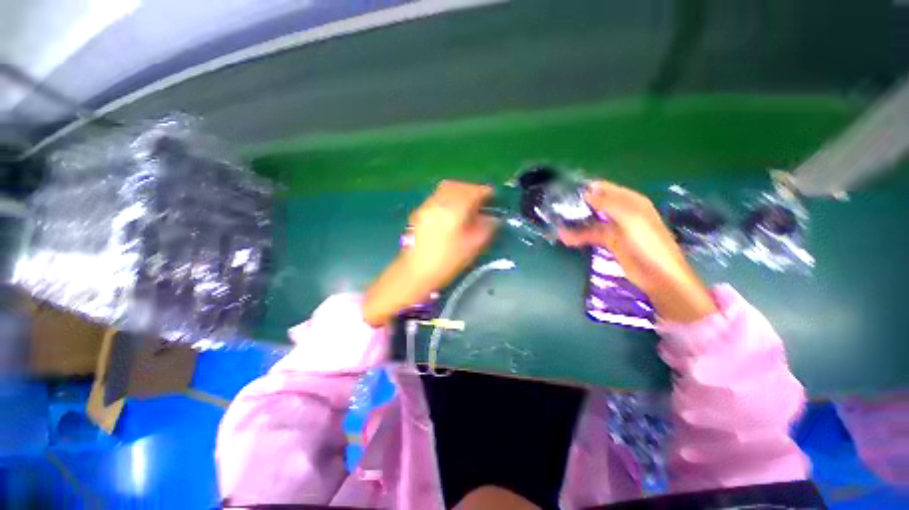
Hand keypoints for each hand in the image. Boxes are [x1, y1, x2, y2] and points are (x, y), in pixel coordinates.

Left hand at [363, 181, 497, 326]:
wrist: (415, 272)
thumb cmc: (447, 261)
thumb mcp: (473, 246)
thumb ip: (486, 228)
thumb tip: (493, 218)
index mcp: (454, 208)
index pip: (473, 191)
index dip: (486, 192)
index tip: (494, 197)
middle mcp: (439, 201)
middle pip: (458, 186)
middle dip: (472, 190)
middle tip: (481, 201)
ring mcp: (427, 205)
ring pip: (445, 189)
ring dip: (459, 192)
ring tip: (467, 205)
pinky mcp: (419, 212)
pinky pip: (437, 197)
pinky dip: (448, 198)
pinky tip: (451, 211)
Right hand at [559, 180, 717, 322]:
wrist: (658, 275)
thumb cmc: (648, 243)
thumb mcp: (630, 218)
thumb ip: (607, 204)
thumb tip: (586, 193)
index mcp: (631, 201)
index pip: (605, 189)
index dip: (586, 189)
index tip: (566, 192)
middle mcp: (622, 212)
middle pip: (595, 204)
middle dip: (577, 206)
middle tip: (557, 209)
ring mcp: (615, 228)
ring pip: (591, 221)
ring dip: (575, 223)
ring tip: (557, 226)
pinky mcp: (609, 242)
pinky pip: (590, 236)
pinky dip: (578, 237)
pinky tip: (565, 239)